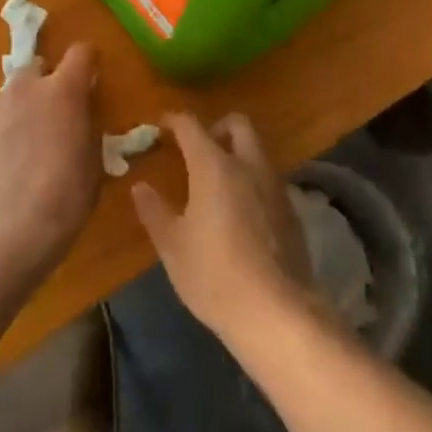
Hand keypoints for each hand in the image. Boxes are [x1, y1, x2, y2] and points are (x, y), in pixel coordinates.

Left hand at [0, 43, 100, 276]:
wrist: (5, 230)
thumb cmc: (64, 197)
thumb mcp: (93, 162)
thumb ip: (86, 130)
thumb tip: (80, 120)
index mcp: (63, 91)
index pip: (81, 53)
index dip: (87, 63)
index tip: (90, 80)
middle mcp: (25, 90)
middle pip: (36, 68)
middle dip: (46, 84)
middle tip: (53, 117)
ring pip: (9, 98)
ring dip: (20, 113)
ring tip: (23, 153)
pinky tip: (0, 173)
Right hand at [130, 113, 314, 346]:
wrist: (275, 311)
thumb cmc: (213, 275)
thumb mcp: (172, 245)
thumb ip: (154, 210)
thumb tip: (140, 187)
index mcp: (215, 166)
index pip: (192, 126)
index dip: (174, 120)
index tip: (162, 125)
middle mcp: (249, 165)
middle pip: (238, 124)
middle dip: (216, 127)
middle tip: (197, 149)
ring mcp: (275, 185)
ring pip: (257, 150)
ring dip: (237, 153)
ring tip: (217, 182)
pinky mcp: (291, 209)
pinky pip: (268, 178)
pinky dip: (252, 179)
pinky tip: (240, 210)